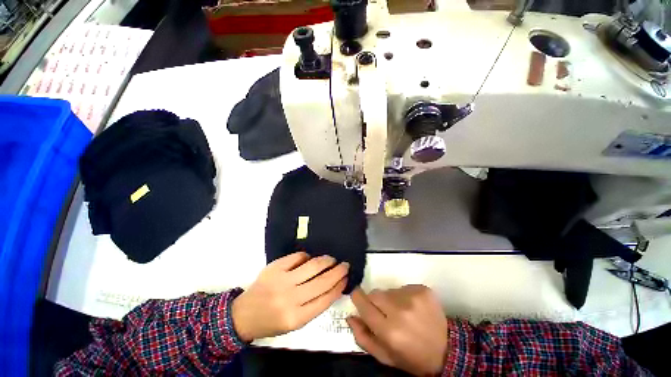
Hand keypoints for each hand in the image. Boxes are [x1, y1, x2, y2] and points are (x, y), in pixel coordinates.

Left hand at [231, 252, 347, 340]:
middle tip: (345, 264)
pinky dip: (306, 256)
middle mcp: (290, 299)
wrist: (244, 315)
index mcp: (296, 318)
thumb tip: (333, 285)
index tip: (346, 278)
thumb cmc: (272, 321)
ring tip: (332, 259)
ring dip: (326, 260)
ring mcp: (282, 281)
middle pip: (322, 281)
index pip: (325, 299)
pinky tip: (309, 258)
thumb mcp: (295, 322)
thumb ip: (314, 305)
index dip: (338, 286)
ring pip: (312, 266)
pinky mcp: (275, 267)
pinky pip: (298, 256)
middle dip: (337, 271)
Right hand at [347, 285, 447, 375]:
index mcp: (389, 331)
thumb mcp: (385, 356)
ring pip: (388, 290)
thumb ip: (363, 337)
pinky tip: (412, 308)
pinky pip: (403, 287)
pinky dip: (403, 296)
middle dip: (374, 301)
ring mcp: (413, 298)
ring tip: (401, 313)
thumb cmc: (412, 357)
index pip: (363, 303)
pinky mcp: (422, 289)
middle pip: (374, 293)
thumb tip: (350, 316)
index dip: (358, 298)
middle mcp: (399, 311)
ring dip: (390, 299)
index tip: (358, 298)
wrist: (448, 350)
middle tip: (383, 312)